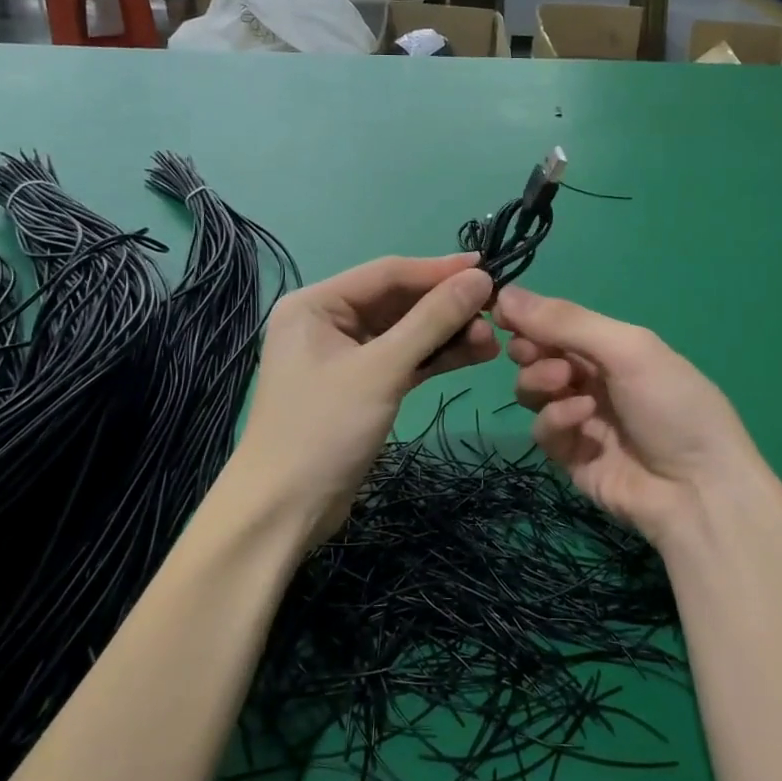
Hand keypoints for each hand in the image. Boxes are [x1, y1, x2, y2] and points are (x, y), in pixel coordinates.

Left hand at [227, 255, 497, 547]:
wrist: (285, 511)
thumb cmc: (324, 429)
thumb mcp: (382, 370)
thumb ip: (432, 321)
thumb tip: (481, 278)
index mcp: (317, 303)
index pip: (387, 273)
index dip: (439, 270)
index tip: (489, 268)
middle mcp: (328, 321)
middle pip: (398, 302)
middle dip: (446, 307)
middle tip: (496, 312)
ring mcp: (345, 356)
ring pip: (405, 333)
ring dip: (447, 334)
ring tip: (493, 341)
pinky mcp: (361, 387)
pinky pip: (404, 360)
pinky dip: (435, 358)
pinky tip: (475, 355)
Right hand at [497, 286, 774, 546]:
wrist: (698, 492)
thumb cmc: (672, 404)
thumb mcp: (627, 349)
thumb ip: (566, 321)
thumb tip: (505, 292)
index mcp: (612, 347)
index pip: (557, 323)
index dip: (527, 316)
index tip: (500, 312)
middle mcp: (593, 378)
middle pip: (537, 354)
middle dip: (530, 349)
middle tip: (533, 352)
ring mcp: (580, 419)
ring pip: (532, 391)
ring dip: (540, 381)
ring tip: (563, 384)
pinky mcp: (569, 456)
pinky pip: (544, 429)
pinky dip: (556, 419)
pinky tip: (583, 419)